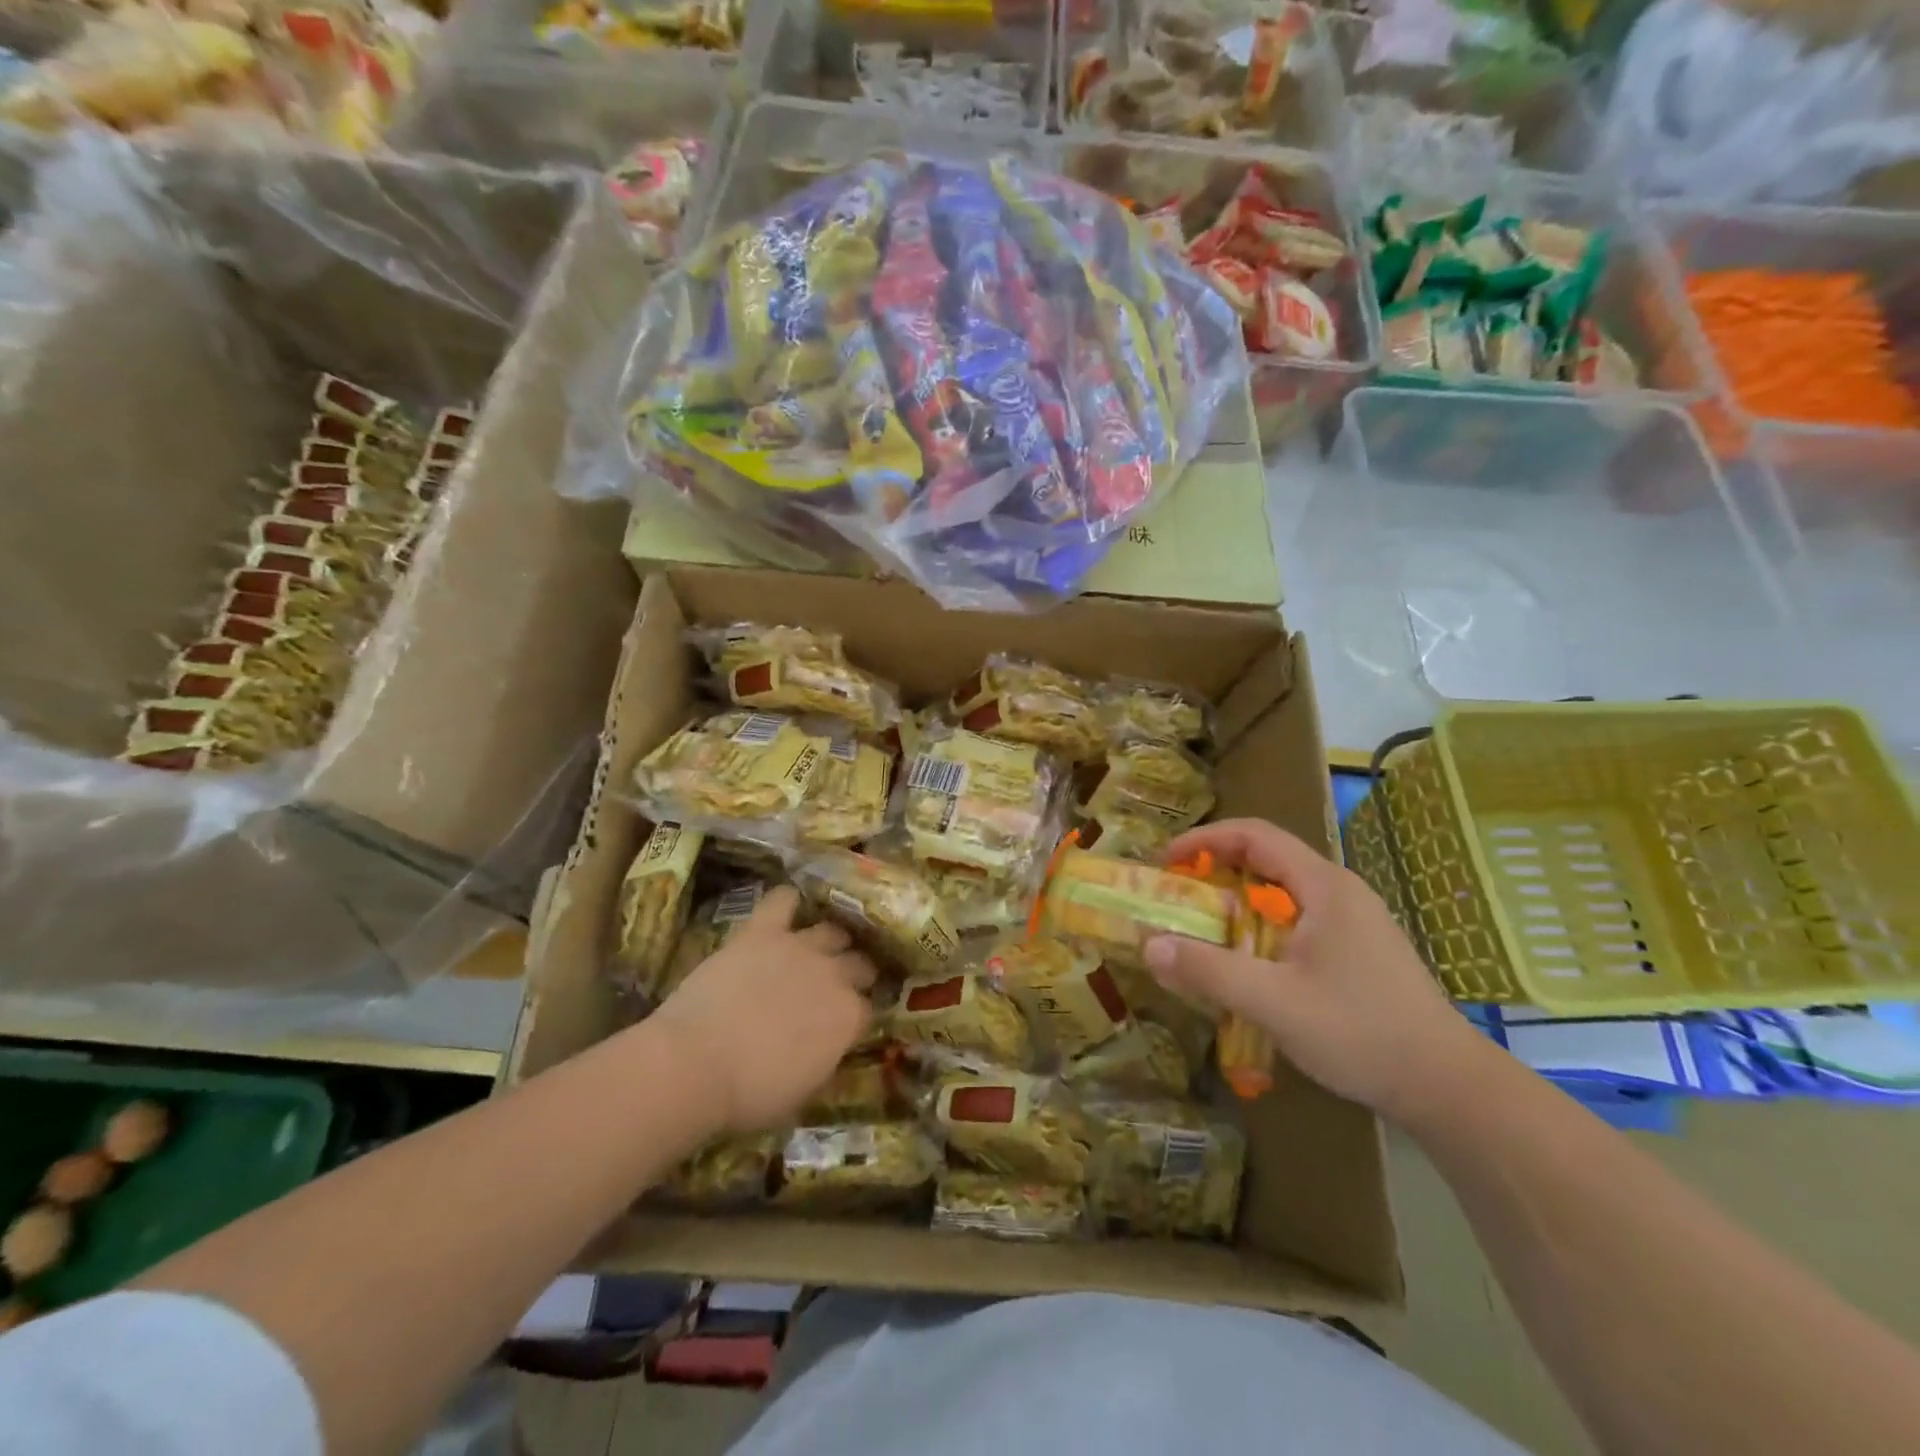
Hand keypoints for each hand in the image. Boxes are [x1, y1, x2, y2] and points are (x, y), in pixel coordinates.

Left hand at [650, 886, 876, 1133]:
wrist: (695, 1065)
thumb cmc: (749, 1095)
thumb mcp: (803, 1091)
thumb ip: (826, 1058)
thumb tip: (830, 1046)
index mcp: (848, 1018)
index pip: (867, 1008)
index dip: (855, 1015)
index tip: (844, 1022)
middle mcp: (834, 975)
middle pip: (859, 963)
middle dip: (854, 972)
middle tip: (835, 985)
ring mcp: (799, 947)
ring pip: (832, 930)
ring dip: (830, 940)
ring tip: (817, 948)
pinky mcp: (762, 931)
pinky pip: (783, 900)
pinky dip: (788, 901)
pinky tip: (788, 907)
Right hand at [1143, 819, 1489, 1123]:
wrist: (1449, 1088)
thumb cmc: (1361, 1033)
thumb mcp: (1274, 1003)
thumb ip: (1209, 971)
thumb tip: (1149, 945)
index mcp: (1323, 886)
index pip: (1254, 835)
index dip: (1204, 840)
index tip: (1166, 863)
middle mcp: (1340, 891)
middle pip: (1268, 858)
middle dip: (1215, 870)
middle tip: (1176, 896)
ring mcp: (1354, 921)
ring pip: (1283, 891)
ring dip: (1237, 899)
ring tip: (1203, 927)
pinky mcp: (1359, 949)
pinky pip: (1298, 918)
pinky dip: (1260, 924)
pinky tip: (1249, 961)